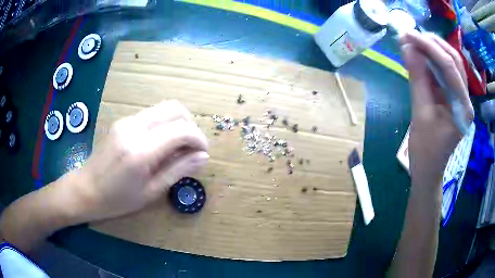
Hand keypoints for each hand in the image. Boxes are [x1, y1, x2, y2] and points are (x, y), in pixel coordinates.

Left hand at [65, 100, 208, 221]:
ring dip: (177, 122)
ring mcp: (127, 121)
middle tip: (191, 147)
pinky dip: (163, 124)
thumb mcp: (151, 191)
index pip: (181, 129)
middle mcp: (135, 127)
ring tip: (177, 146)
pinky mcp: (122, 121)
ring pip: (163, 108)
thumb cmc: (118, 200)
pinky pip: (151, 114)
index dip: (198, 138)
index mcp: (142, 150)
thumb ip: (178, 170)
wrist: (86, 189)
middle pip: (174, 108)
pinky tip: (160, 144)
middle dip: (190, 125)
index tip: (203, 152)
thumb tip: (204, 157)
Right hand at [399, 30, 473, 181]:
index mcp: (463, 107)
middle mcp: (466, 99)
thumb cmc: (426, 150)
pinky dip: (432, 61)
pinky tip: (420, 55)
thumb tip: (408, 48)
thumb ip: (417, 79)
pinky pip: (445, 73)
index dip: (428, 47)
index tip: (407, 35)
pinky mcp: (454, 97)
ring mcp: (461, 97)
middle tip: (411, 35)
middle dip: (432, 44)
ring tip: (413, 41)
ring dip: (432, 50)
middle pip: (453, 60)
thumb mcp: (420, 114)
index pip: (449, 67)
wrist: (428, 170)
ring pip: (450, 64)